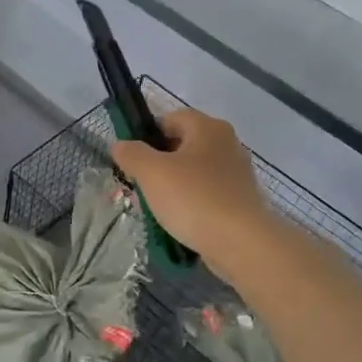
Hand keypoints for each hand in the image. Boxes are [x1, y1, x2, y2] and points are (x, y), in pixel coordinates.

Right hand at [110, 108, 275, 266]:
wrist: (241, 242)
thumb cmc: (193, 198)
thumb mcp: (151, 172)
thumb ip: (131, 154)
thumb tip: (120, 145)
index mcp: (208, 127)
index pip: (170, 118)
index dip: (147, 135)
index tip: (131, 160)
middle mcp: (227, 143)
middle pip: (182, 145)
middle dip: (157, 164)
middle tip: (139, 186)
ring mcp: (237, 173)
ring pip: (193, 172)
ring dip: (172, 186)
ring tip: (155, 208)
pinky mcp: (241, 200)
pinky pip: (206, 194)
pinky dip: (190, 203)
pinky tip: (178, 222)